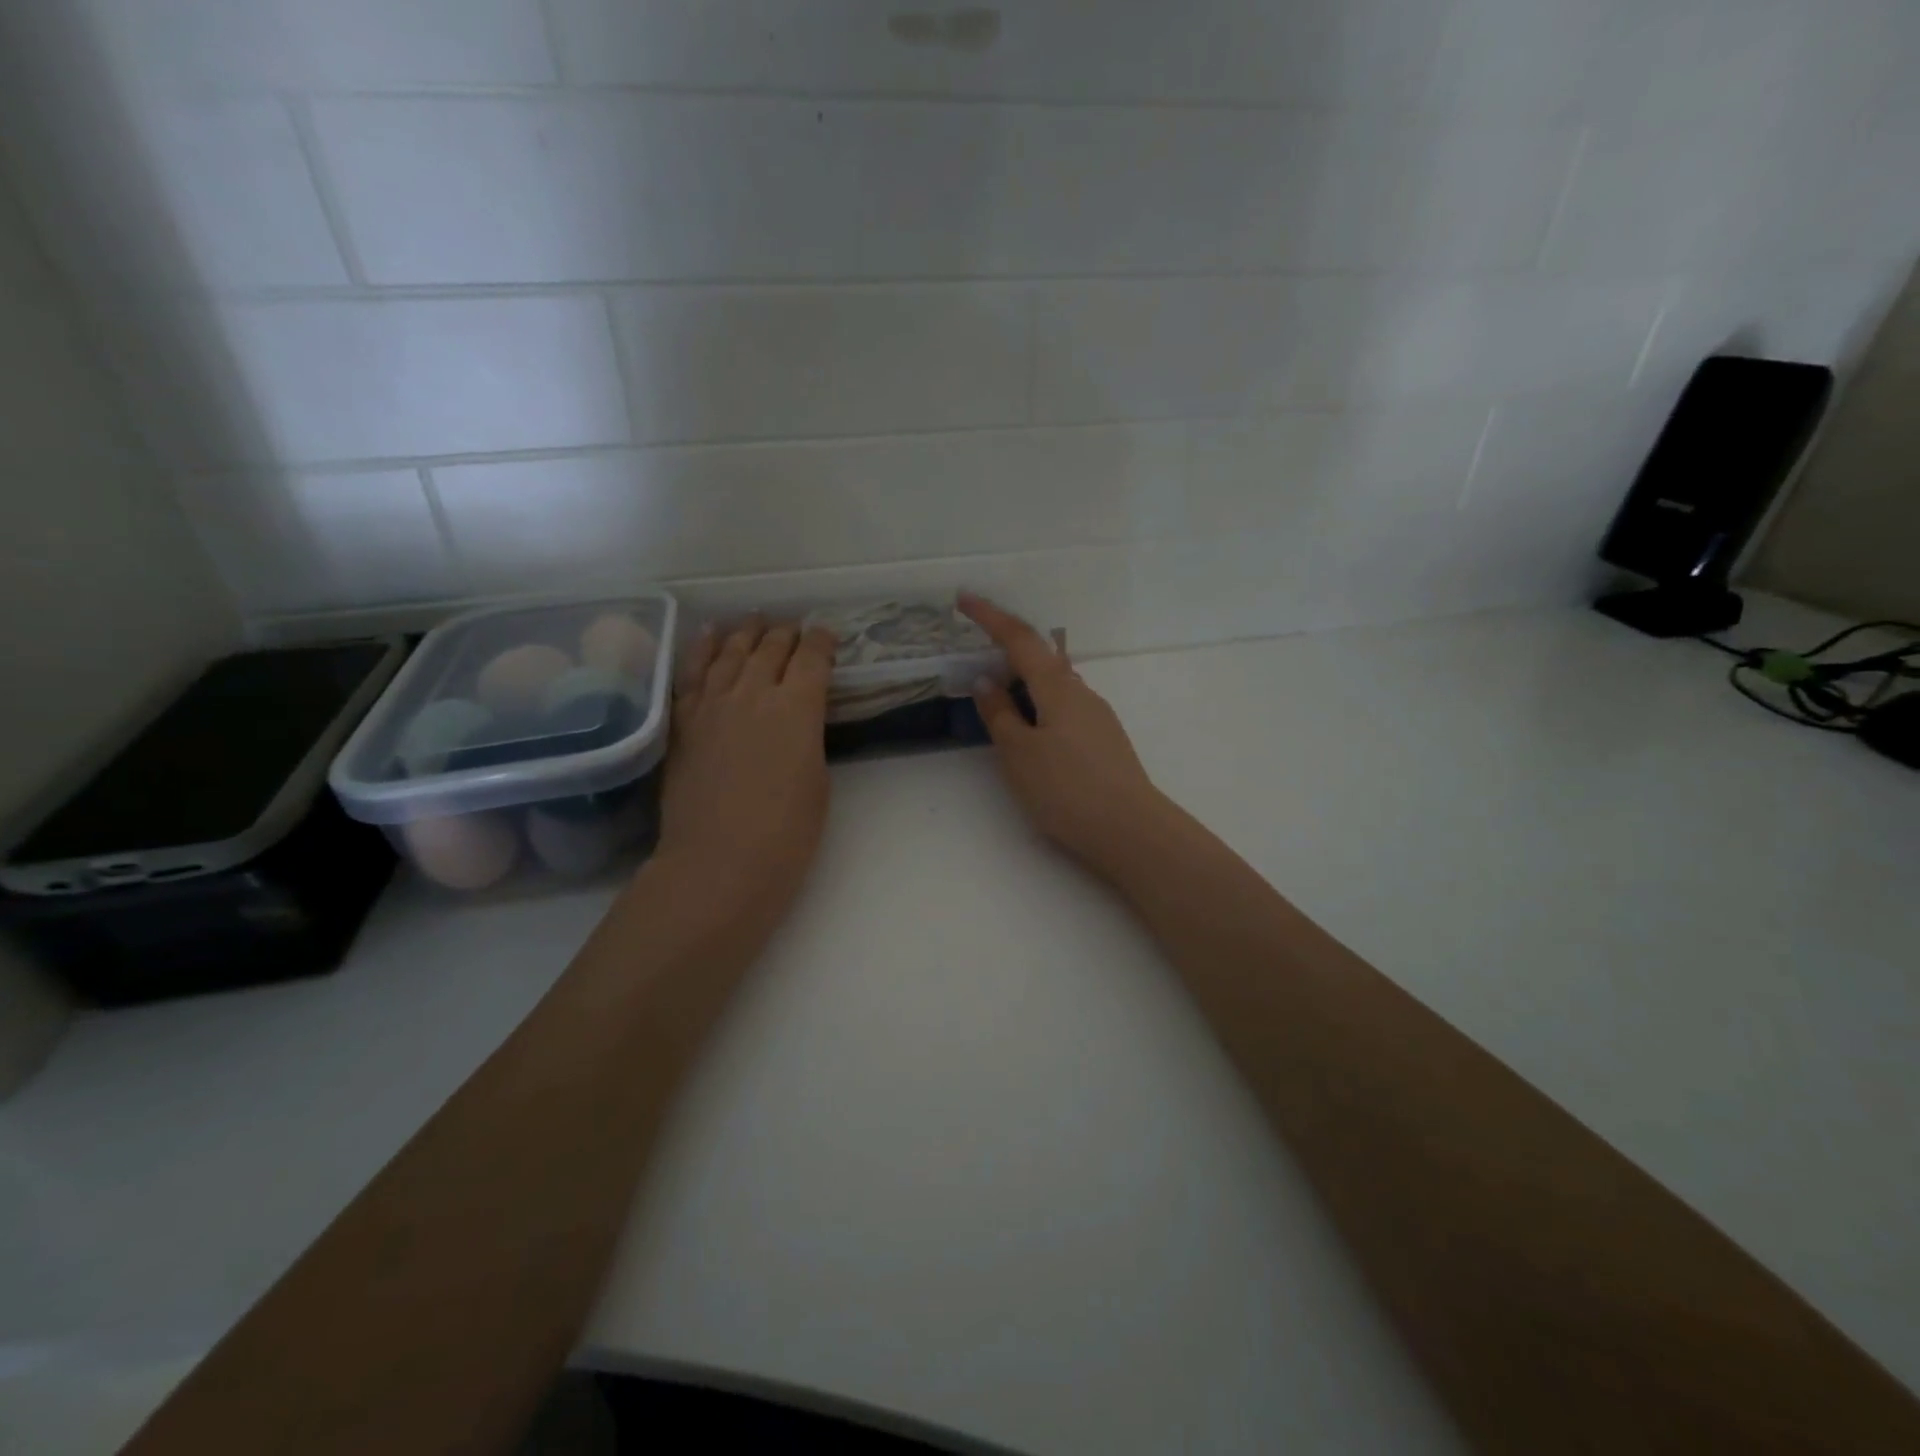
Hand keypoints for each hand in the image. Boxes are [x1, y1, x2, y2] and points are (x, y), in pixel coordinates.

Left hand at [650, 617, 835, 936]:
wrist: (719, 861)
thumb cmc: (787, 832)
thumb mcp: (817, 779)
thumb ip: (807, 737)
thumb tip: (796, 721)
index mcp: (797, 707)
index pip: (812, 657)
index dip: (822, 642)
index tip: (827, 638)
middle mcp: (753, 692)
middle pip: (771, 647)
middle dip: (787, 633)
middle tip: (794, 629)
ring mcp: (712, 703)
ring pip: (731, 651)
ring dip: (747, 632)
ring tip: (755, 620)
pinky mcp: (683, 720)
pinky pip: (692, 671)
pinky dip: (703, 647)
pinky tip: (709, 634)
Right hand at [960, 594, 1170, 879]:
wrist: (1130, 829)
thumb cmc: (1067, 789)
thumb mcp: (1019, 753)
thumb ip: (1000, 714)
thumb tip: (988, 681)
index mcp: (1057, 687)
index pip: (1018, 639)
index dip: (989, 617)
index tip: (963, 598)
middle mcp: (1081, 691)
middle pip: (1040, 656)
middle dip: (1008, 648)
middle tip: (977, 652)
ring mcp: (1097, 715)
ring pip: (1054, 683)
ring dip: (1024, 679)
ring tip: (998, 695)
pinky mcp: (1103, 738)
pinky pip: (1064, 705)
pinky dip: (1039, 703)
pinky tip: (1031, 727)